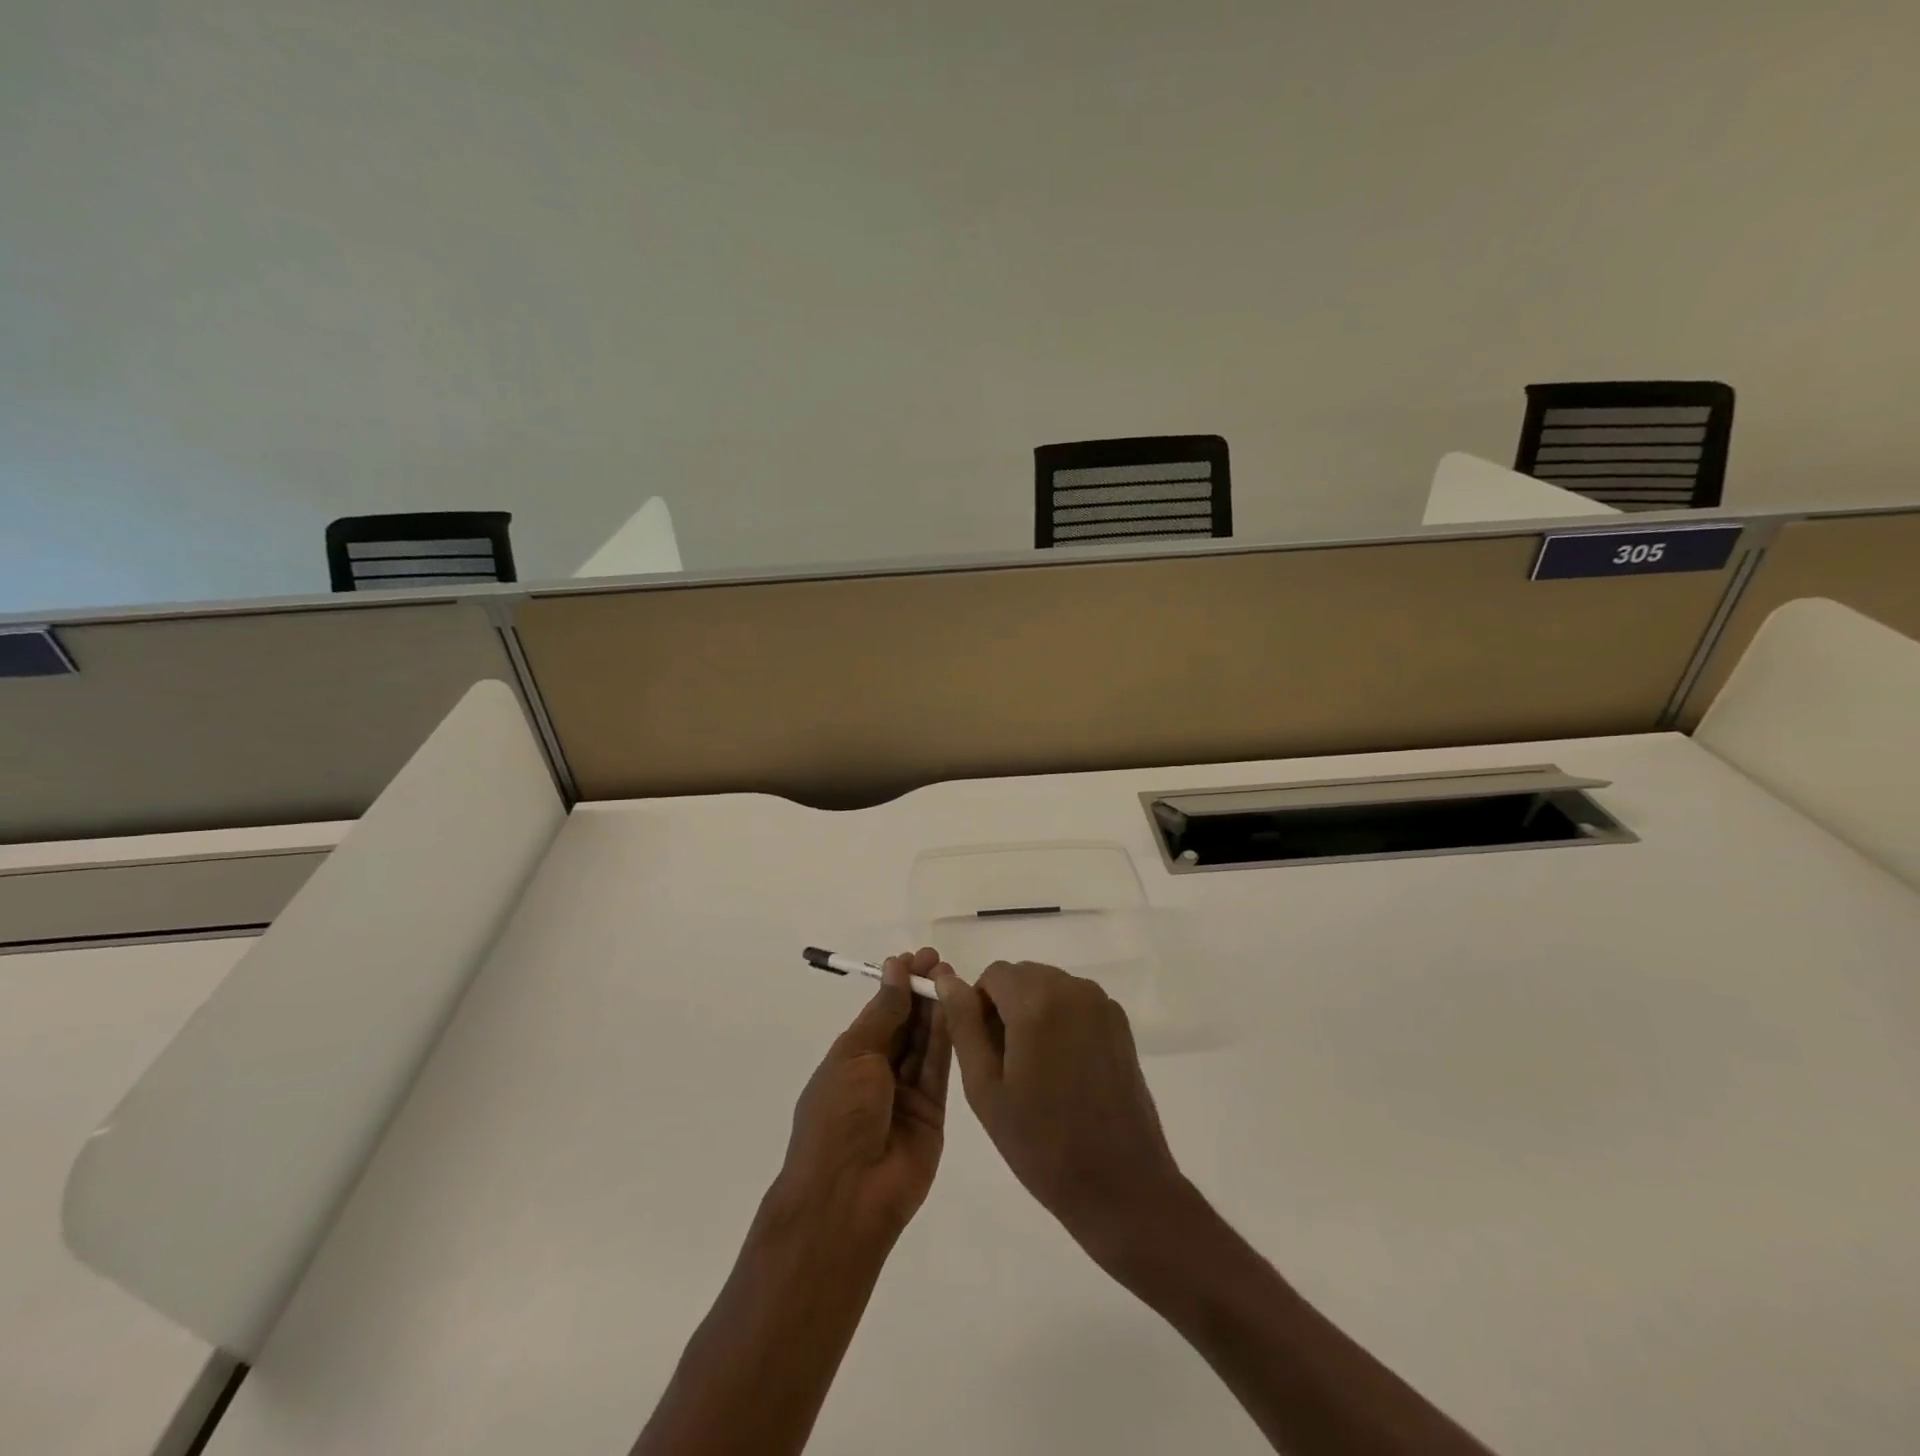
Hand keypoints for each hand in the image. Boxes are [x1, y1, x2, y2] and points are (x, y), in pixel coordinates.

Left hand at [774, 948, 951, 1245]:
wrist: (847, 1196)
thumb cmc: (837, 1117)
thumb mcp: (854, 1056)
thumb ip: (884, 1013)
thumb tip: (895, 969)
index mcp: (851, 1058)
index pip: (880, 1012)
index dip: (897, 984)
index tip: (917, 957)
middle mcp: (879, 1073)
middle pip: (906, 1025)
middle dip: (920, 992)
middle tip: (940, 962)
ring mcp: (907, 1094)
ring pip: (925, 1043)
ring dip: (936, 1010)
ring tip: (952, 977)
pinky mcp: (933, 1113)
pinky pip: (940, 1069)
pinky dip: (948, 1038)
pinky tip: (957, 1008)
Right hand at [934, 960, 1190, 1270]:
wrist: (1121, 1184)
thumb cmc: (1042, 1143)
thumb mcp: (985, 1087)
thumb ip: (963, 1025)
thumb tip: (947, 980)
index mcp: (1036, 1001)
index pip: (993, 974)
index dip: (979, 1007)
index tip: (984, 1051)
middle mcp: (1072, 988)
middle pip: (1023, 976)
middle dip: (1007, 1008)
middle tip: (1008, 1067)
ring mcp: (1101, 1003)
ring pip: (1049, 987)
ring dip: (1034, 1013)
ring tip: (1038, 1072)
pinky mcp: (1120, 1022)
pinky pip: (1076, 1003)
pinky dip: (1062, 1021)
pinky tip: (1067, 1071)